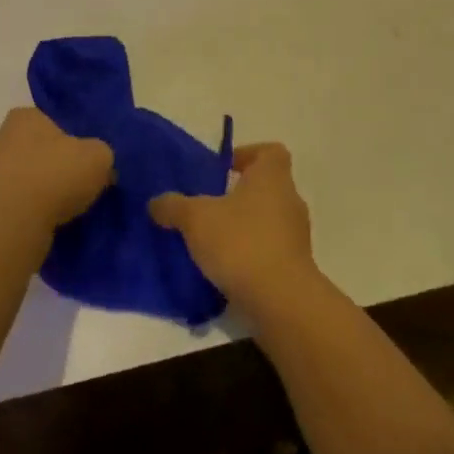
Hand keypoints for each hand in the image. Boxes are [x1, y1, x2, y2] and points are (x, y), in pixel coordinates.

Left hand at [0, 107, 112, 230]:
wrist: (14, 224)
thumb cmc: (55, 176)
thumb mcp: (98, 157)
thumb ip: (102, 153)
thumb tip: (101, 167)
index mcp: (24, 117)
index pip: (50, 119)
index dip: (71, 137)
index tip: (86, 156)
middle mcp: (1, 139)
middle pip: (38, 149)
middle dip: (56, 163)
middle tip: (81, 181)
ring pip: (27, 177)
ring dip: (44, 189)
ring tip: (69, 207)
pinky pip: (18, 203)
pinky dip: (33, 210)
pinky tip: (51, 222)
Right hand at [149, 143, 316, 307]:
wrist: (281, 301)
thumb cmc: (241, 242)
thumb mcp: (196, 219)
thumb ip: (174, 206)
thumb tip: (156, 202)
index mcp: (271, 176)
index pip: (270, 152)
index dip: (247, 155)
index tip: (223, 170)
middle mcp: (290, 199)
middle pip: (266, 187)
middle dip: (238, 196)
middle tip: (209, 207)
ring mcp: (296, 235)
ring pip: (268, 220)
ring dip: (244, 227)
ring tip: (212, 242)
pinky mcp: (295, 267)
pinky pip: (270, 250)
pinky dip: (251, 255)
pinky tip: (226, 270)